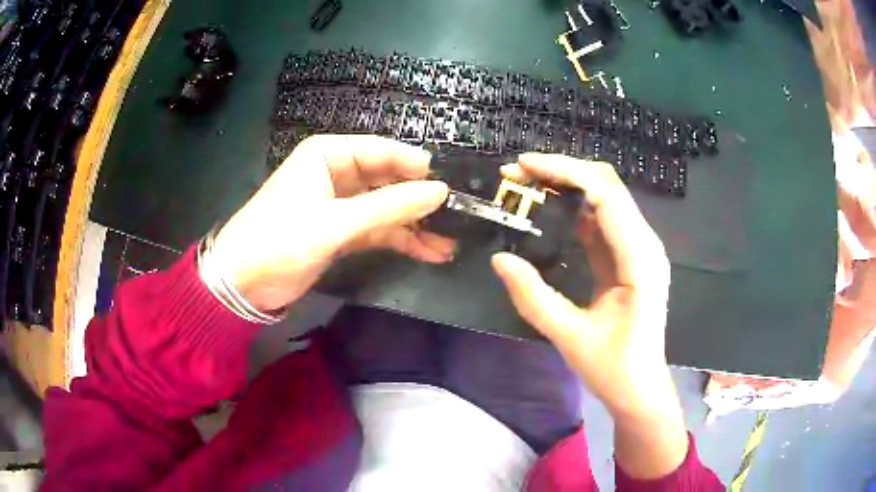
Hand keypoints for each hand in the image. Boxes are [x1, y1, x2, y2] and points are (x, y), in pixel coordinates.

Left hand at [211, 135, 453, 311]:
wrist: (243, 283)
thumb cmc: (280, 240)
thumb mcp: (336, 222)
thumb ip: (389, 207)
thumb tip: (440, 191)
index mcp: (329, 155)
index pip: (382, 151)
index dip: (416, 166)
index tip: (449, 185)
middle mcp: (337, 173)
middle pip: (389, 179)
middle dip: (420, 199)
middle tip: (457, 217)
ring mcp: (342, 204)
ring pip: (387, 207)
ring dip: (416, 224)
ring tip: (451, 241)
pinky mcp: (343, 231)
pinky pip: (379, 229)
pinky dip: (402, 240)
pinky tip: (431, 252)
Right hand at [492, 153, 686, 478]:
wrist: (641, 389)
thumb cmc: (614, 369)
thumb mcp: (570, 337)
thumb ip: (533, 297)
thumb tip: (500, 259)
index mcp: (640, 260)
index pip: (606, 195)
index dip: (566, 171)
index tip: (525, 166)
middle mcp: (645, 245)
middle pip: (608, 187)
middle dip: (564, 172)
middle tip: (520, 173)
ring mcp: (639, 250)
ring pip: (606, 198)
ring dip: (568, 187)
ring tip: (528, 186)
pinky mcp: (629, 258)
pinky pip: (603, 221)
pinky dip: (575, 209)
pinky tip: (549, 210)